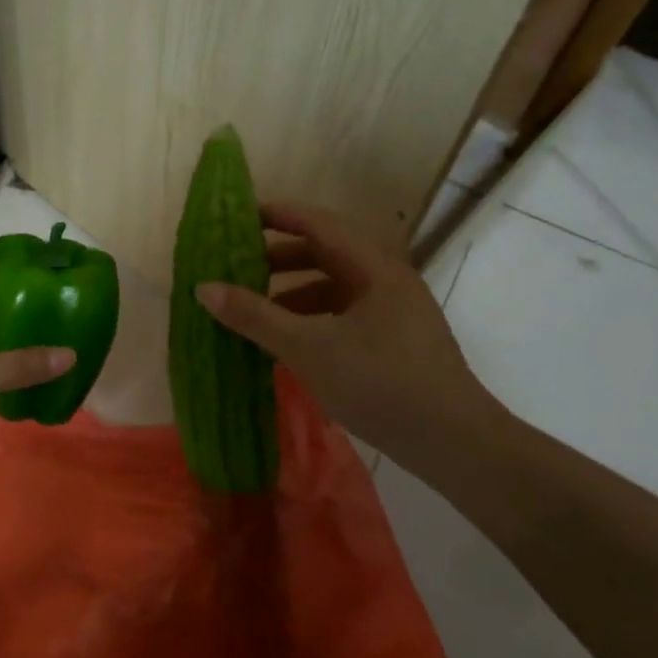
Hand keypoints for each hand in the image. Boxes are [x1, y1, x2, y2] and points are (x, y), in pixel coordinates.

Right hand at [196, 201, 498, 451]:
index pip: (317, 223)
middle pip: (326, 251)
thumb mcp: (307, 348)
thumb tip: (203, 287)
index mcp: (374, 266)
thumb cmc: (380, 383)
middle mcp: (387, 278)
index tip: (237, 217)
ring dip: (294, 291)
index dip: (276, 215)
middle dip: (279, 257)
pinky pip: (345, 312)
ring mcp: (395, 309)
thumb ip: (254, 316)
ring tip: (256, 308)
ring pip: (335, 285)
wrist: (454, 443)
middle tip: (238, 266)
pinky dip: (313, 317)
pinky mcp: (396, 338)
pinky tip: (289, 341)